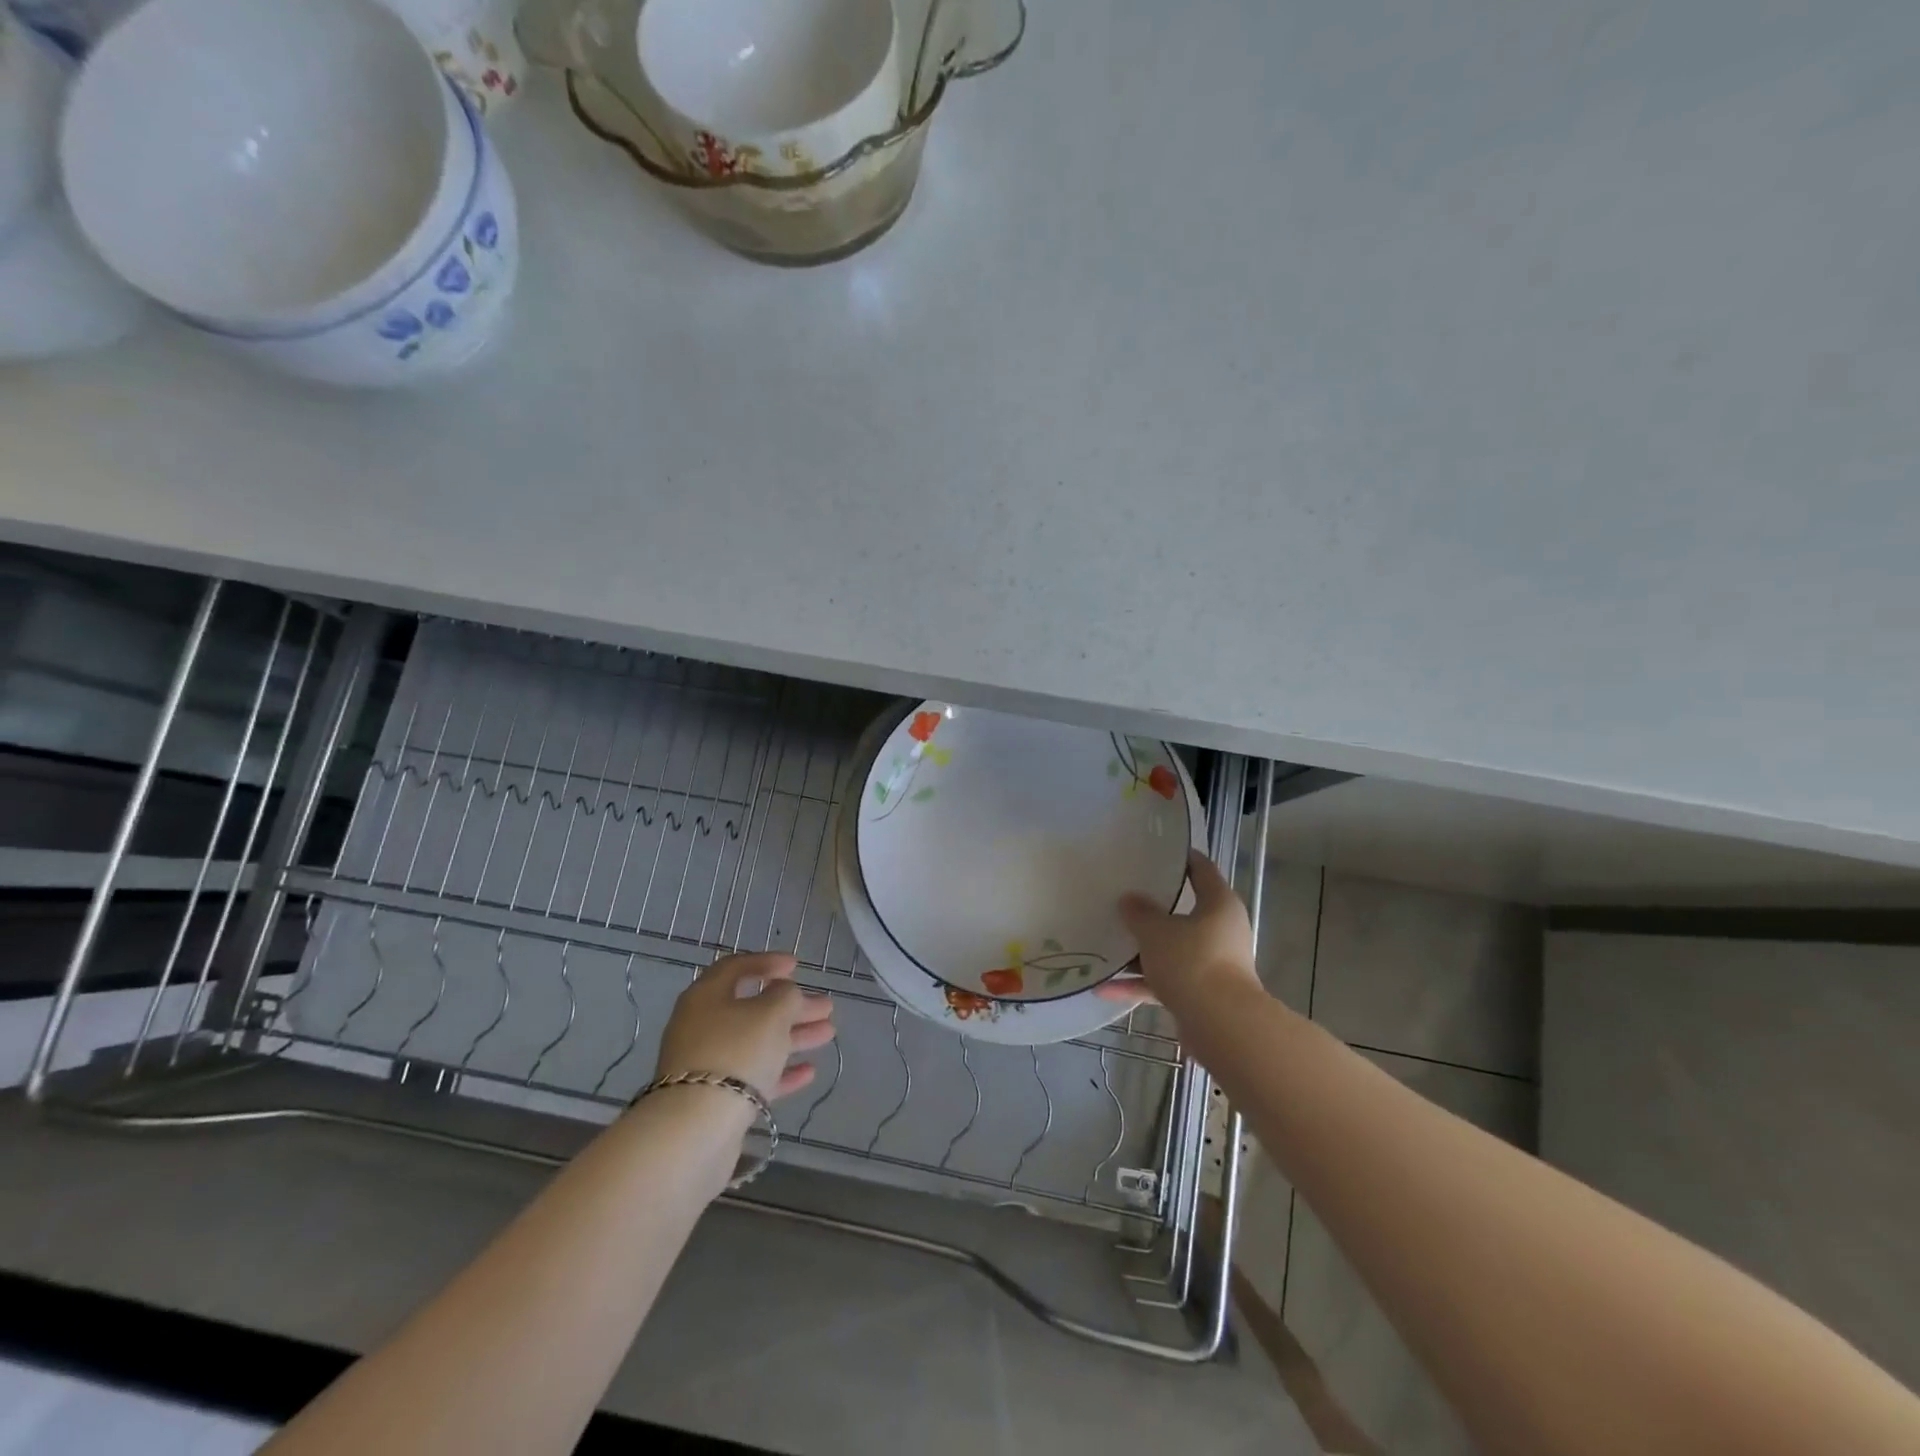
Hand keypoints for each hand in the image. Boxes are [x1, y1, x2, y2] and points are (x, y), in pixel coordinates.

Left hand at [655, 952, 835, 1101]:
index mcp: (706, 996)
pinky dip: (781, 1071)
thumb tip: (784, 994)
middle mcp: (702, 1026)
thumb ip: (786, 995)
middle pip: (752, 1008)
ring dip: (793, 1036)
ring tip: (829, 1033)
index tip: (797, 966)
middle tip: (826, 1006)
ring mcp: (707, 1064)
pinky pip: (752, 1076)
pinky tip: (809, 1072)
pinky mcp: (715, 1099)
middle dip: (792, 1006)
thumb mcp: (771, 1013)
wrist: (694, 1129)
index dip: (768, 962)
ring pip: (756, 1042)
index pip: (736, 967)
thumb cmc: (736, 1053)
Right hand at [1098, 850, 1260, 1018]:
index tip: (1158, 851)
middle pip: (1184, 913)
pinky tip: (1104, 988)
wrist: (1220, 1025)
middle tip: (1123, 896)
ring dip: (1143, 951)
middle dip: (1154, 909)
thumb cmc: (1192, 961)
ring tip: (1108, 943)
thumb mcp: (1156, 931)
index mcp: (1218, 904)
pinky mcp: (1202, 995)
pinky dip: (1139, 984)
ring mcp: (1213, 965)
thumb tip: (1129, 900)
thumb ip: (1139, 913)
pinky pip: (1165, 982)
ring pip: (1173, 950)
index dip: (1181, 858)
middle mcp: (1221, 931)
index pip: (1201, 870)